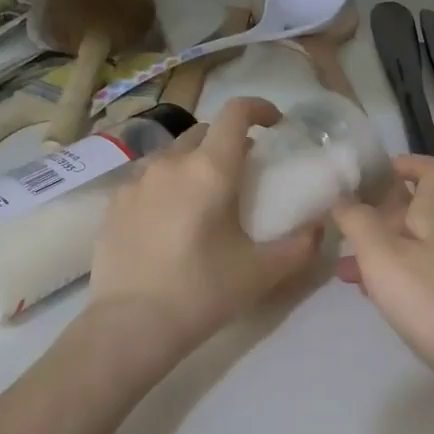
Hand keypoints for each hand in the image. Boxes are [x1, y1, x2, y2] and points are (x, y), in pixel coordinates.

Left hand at [90, 97, 322, 359]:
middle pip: (203, 132)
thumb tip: (320, 227)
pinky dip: (166, 186)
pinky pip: (147, 180)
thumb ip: (300, 245)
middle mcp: (171, 163)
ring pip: (173, 156)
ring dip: (194, 163)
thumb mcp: (263, 272)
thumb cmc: (203, 292)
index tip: (275, 124)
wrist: (131, 325)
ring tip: (204, 199)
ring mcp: (136, 181)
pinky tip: (170, 221)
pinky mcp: (113, 204)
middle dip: (227, 141)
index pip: (236, 113)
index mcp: (210, 170)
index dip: (259, 108)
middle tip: (243, 172)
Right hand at [333, 155, 433, 370]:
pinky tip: (365, 293)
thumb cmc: (429, 298)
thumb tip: (342, 196)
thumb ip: (357, 222)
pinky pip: (409, 275)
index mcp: (432, 216)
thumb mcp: (383, 255)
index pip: (431, 171)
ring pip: (404, 245)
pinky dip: (385, 277)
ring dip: (373, 248)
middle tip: (339, 221)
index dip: (405, 163)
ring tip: (340, 264)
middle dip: (374, 212)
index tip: (371, 172)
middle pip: (410, 210)